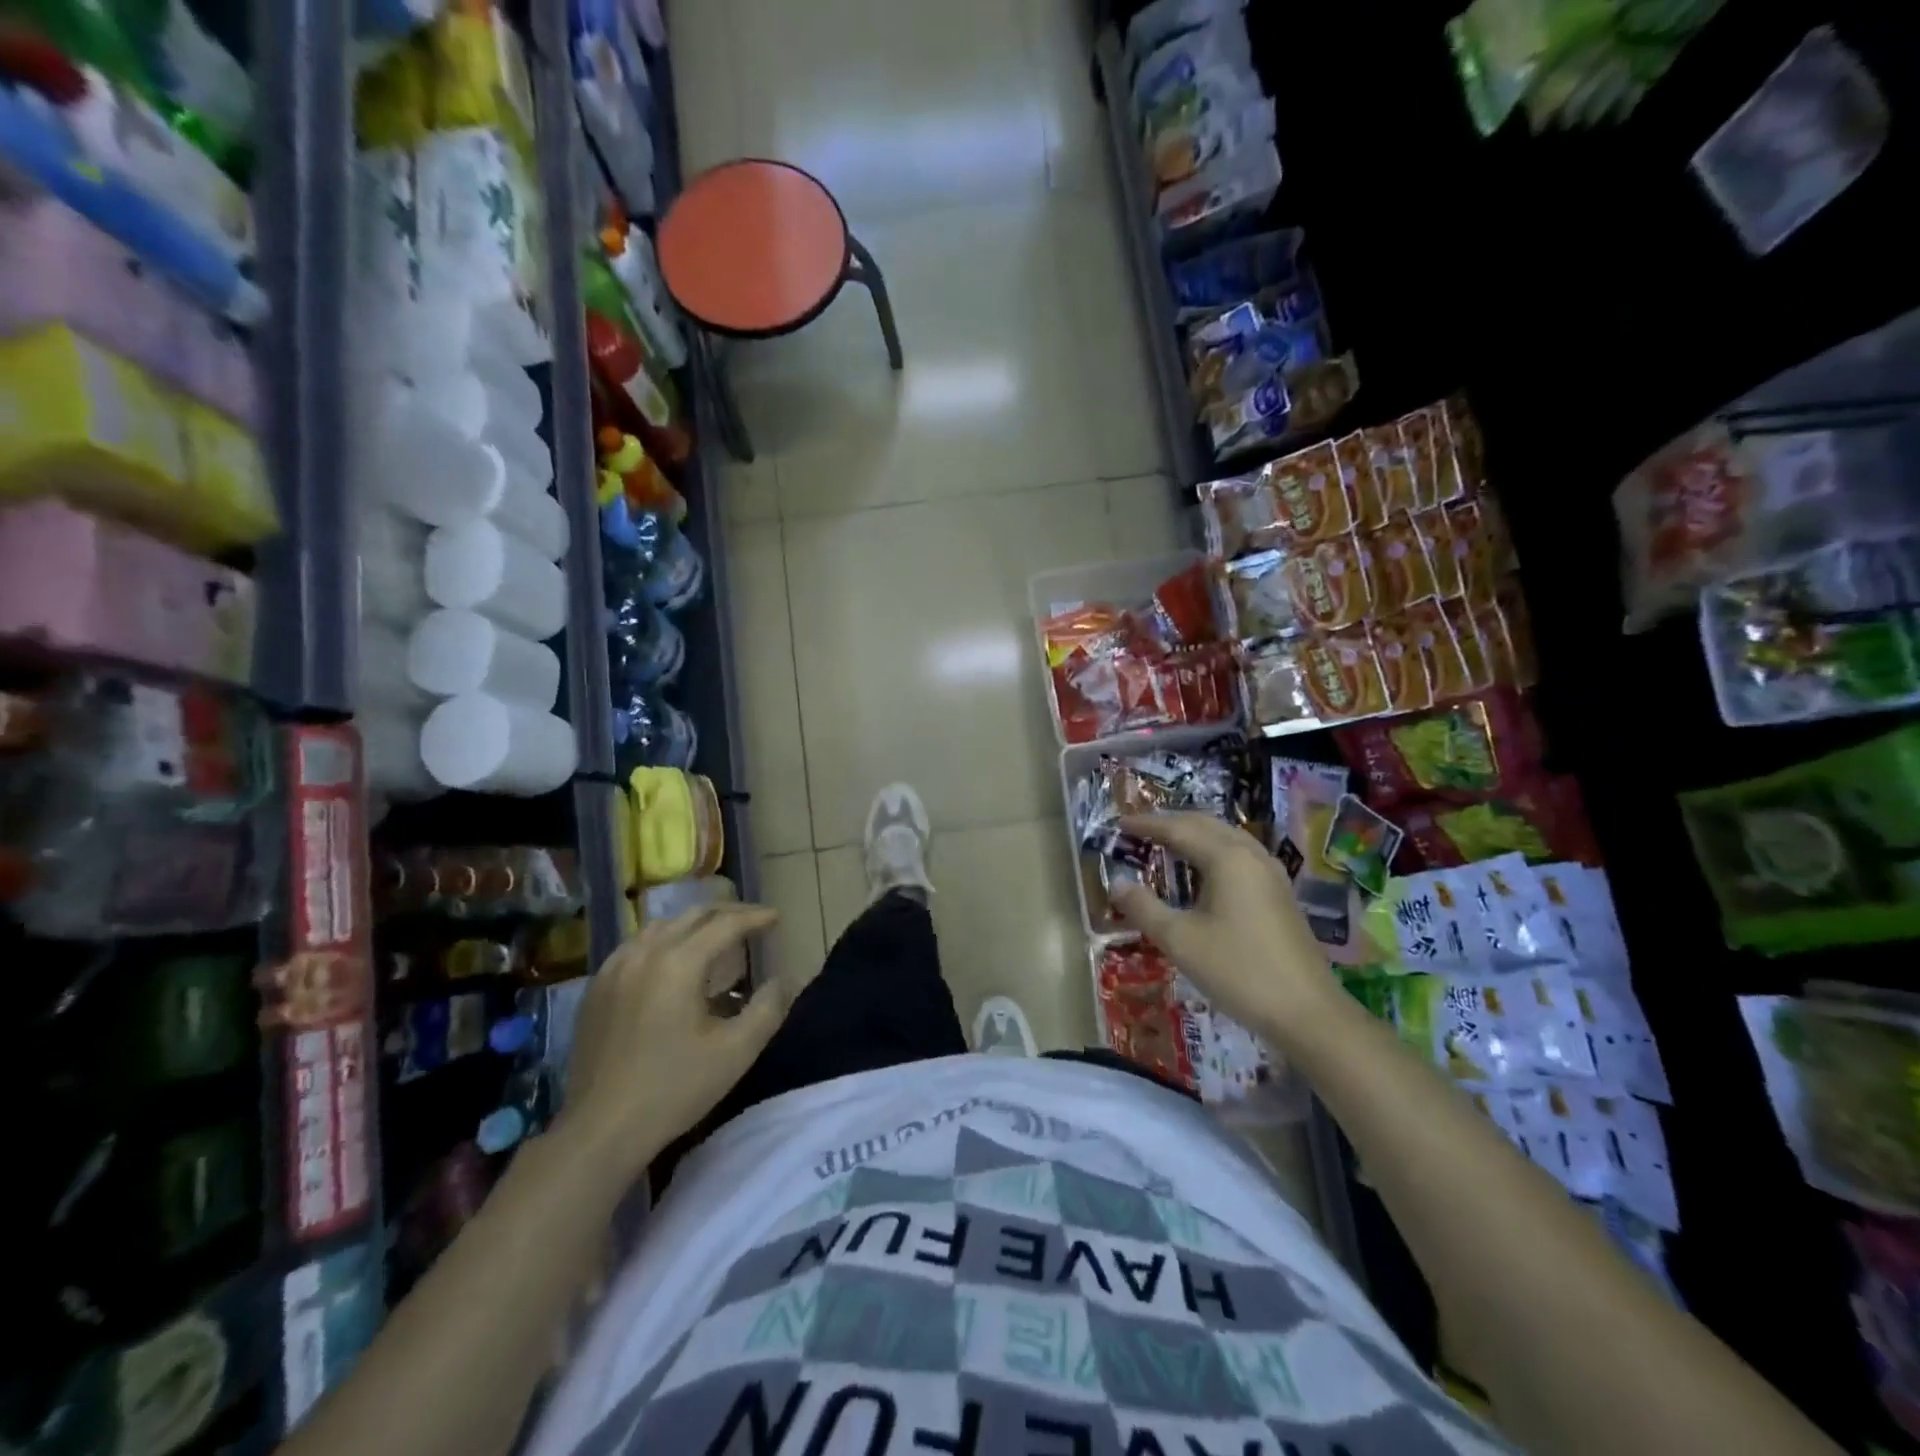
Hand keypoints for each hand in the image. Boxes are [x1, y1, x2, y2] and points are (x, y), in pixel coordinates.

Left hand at [560, 905, 789, 1174]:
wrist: (600, 1131)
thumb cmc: (674, 1089)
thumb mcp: (736, 1052)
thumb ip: (768, 1009)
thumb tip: (783, 980)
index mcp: (679, 963)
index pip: (725, 924)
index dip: (755, 918)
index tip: (777, 918)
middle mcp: (645, 953)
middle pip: (693, 916)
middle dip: (728, 914)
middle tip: (753, 922)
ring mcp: (615, 968)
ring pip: (662, 926)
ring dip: (695, 924)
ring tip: (716, 937)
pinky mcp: (597, 988)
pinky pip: (637, 945)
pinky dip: (664, 941)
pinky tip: (672, 962)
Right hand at [1108, 814, 1339, 1043]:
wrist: (1307, 1012)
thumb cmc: (1238, 970)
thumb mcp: (1180, 940)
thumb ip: (1144, 908)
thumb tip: (1116, 883)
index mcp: (1227, 858)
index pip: (1179, 829)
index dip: (1147, 825)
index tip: (1120, 823)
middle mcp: (1251, 855)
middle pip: (1206, 824)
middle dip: (1171, 822)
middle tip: (1140, 829)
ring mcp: (1271, 873)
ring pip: (1227, 837)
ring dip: (1195, 834)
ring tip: (1168, 843)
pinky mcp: (1280, 893)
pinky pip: (1239, 855)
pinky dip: (1213, 850)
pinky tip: (1204, 871)